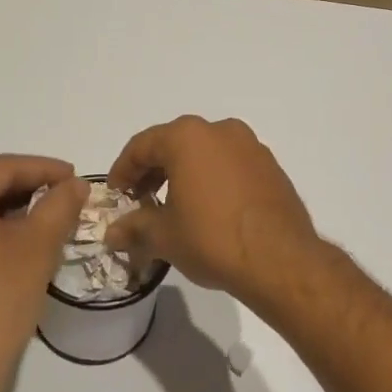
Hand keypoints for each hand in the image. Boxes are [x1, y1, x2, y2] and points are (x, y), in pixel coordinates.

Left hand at [0, 156, 87, 391]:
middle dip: (25, 191)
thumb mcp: (37, 246)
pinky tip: (14, 243)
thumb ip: (59, 204)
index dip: (44, 170)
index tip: (76, 176)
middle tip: (64, 197)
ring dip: (6, 213)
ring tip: (46, 219)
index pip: (1, 168)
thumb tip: (76, 184)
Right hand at [105, 116, 322, 308]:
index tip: (116, 194)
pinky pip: (230, 165)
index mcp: (188, 137)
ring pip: (205, 153)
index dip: (123, 170)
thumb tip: (112, 234)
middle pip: (174, 144)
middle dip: (153, 171)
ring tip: (173, 207)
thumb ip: (134, 228)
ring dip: (183, 174)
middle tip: (140, 201)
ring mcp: (251, 146)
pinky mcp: (271, 167)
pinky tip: (208, 209)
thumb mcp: (164, 236)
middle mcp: (220, 131)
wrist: (280, 260)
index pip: (142, 146)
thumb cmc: (212, 239)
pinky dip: (212, 179)